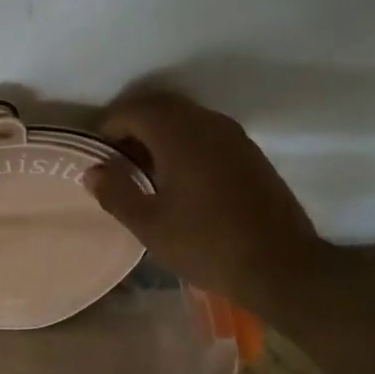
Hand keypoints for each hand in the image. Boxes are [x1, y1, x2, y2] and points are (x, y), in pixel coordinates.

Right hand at [86, 91, 330, 311]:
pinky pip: (206, 132)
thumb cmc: (207, 244)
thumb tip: (92, 171)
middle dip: (133, 126)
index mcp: (178, 135)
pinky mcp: (250, 153)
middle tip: (118, 160)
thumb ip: (116, 193)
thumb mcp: (150, 225)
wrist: (282, 266)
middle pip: (160, 106)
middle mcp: (207, 123)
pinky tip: (181, 179)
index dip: (109, 127)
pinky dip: (184, 143)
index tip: (99, 156)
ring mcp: (234, 136)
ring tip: (146, 170)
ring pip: (185, 118)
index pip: (133, 110)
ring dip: (160, 133)